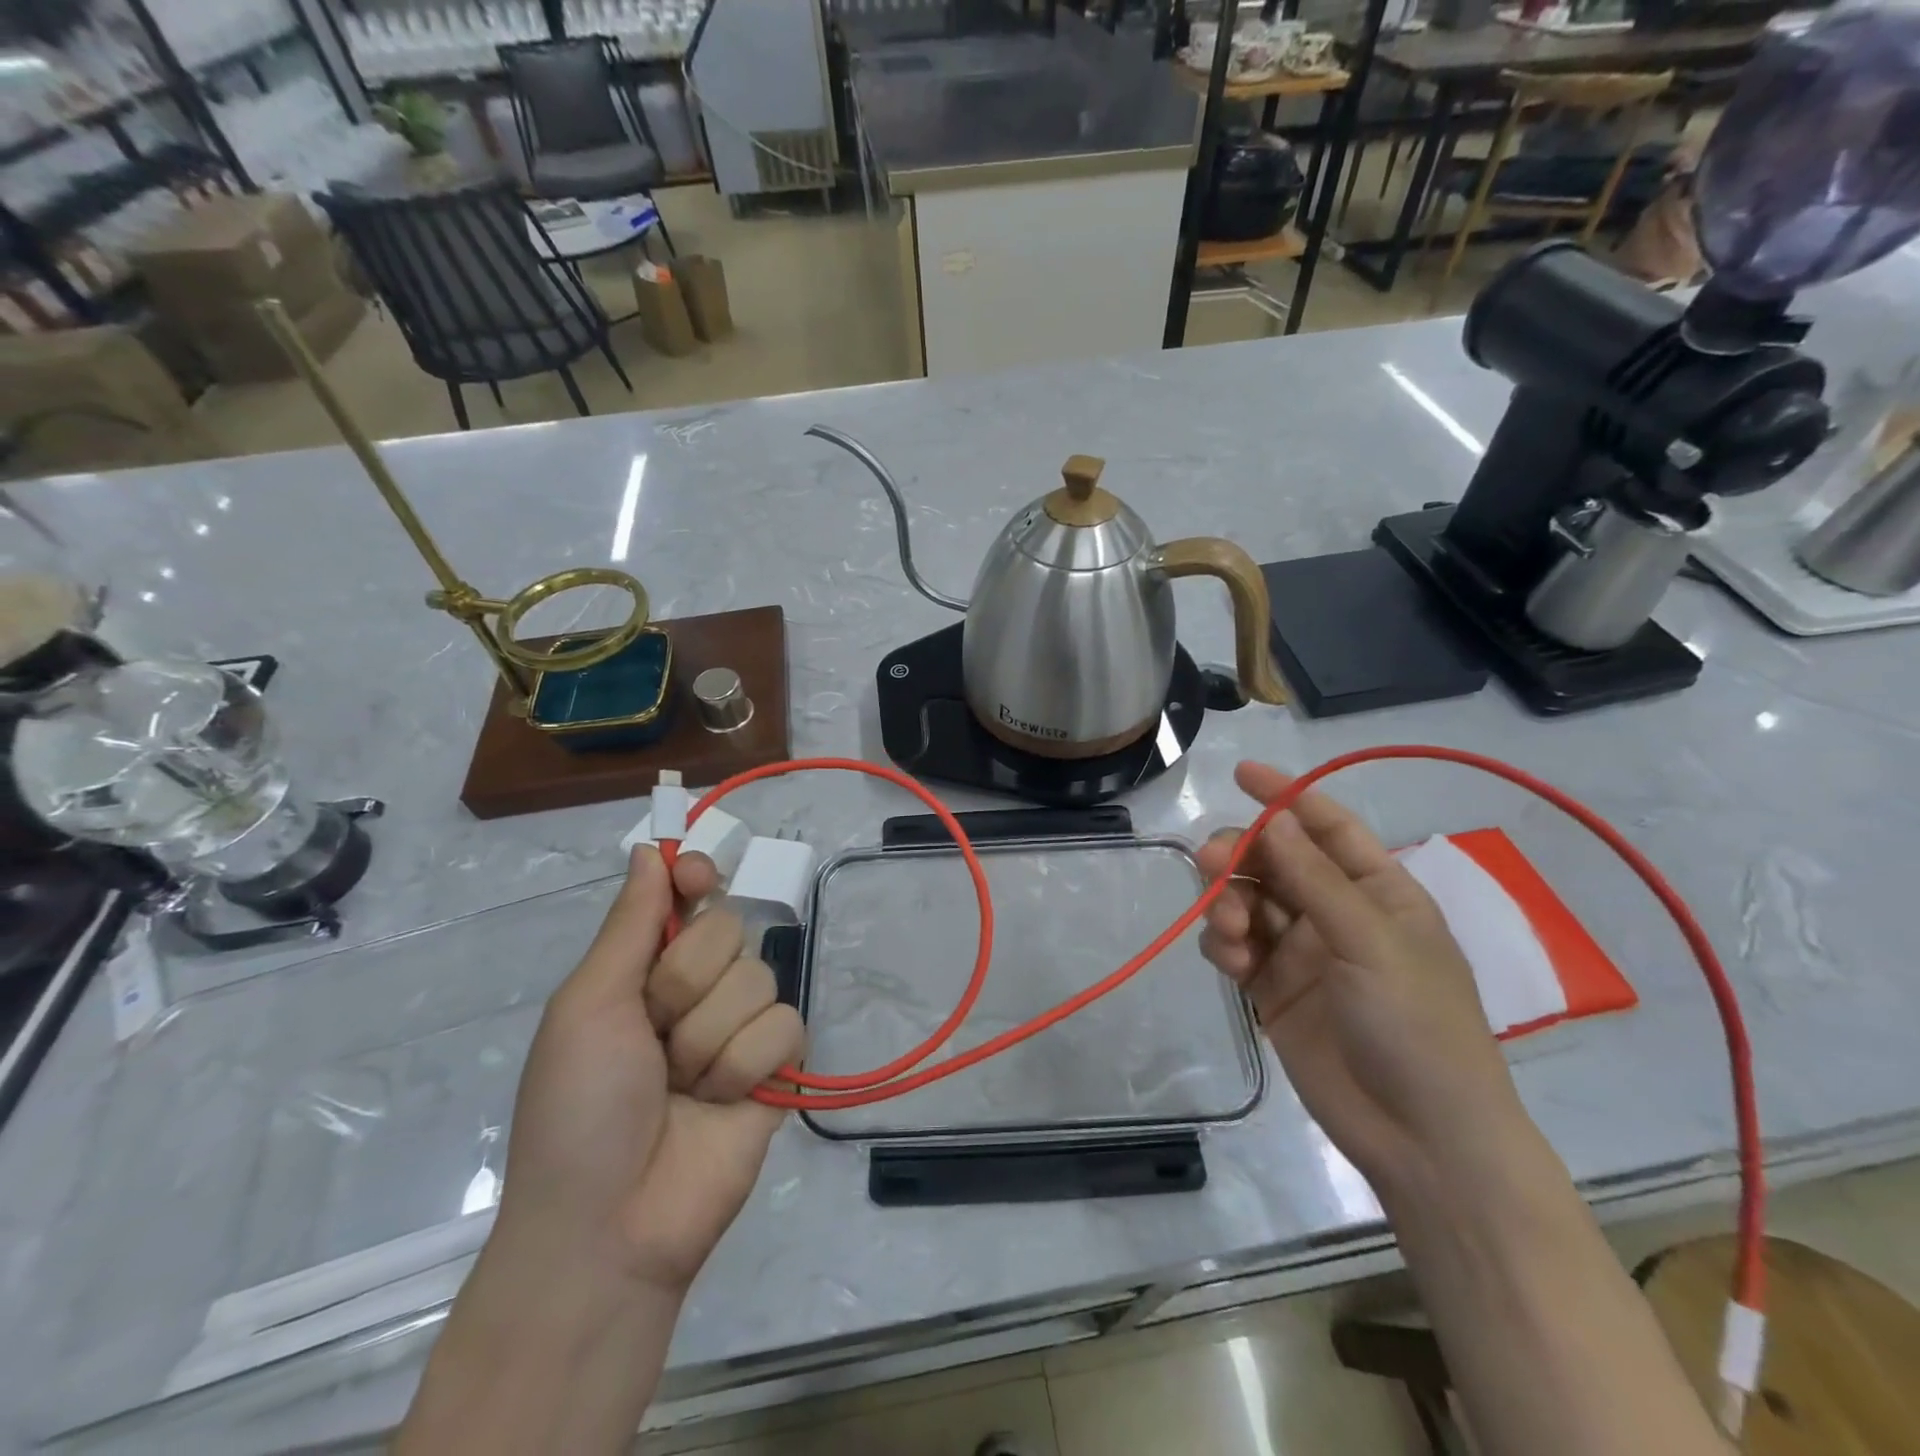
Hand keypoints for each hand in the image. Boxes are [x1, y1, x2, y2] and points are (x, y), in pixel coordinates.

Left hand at [494, 845, 806, 1293]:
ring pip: (758, 979)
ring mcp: (739, 1027)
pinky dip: (748, 1065)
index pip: (688, 895)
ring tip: (681, 1088)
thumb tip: (650, 849)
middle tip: (652, 1039)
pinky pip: (786, 1026)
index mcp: (644, 970)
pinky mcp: (778, 1066)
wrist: (610, 1225)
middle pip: (728, 931)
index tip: (695, 880)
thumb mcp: (588, 1007)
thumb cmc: (578, 1110)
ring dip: (710, 1039)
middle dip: (685, 987)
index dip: (696, 879)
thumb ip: (629, 925)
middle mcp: (697, 990)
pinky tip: (723, 1103)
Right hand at [1197, 762, 1526, 1196]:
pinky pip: (1234, 946)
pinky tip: (1230, 962)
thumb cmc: (1416, 1026)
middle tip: (1212, 864)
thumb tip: (1275, 816)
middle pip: (1274, 861)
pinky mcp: (1272, 988)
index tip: (1241, 773)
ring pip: (1247, 900)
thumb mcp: (1370, 942)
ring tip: (1230, 932)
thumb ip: (1315, 879)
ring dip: (1228, 903)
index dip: (1286, 796)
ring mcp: (1301, 951)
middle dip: (1241, 856)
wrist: (1419, 1137)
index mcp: (1378, 891)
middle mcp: (1336, 912)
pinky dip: (1223, 945)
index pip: (1327, 827)